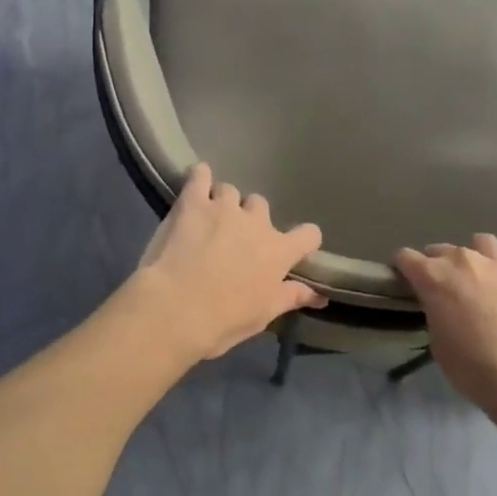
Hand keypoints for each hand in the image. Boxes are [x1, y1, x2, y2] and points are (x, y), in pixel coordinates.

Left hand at [131, 164, 325, 360]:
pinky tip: (196, 182)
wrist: (175, 309)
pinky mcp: (192, 202)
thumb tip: (321, 297)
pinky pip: (200, 175)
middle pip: (261, 205)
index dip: (302, 240)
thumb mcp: (263, 315)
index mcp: (278, 251)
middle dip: (251, 218)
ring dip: (223, 202)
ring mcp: (224, 208)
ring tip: (209, 219)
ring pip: (230, 191)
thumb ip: (291, 297)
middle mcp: (256, 223)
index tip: (292, 248)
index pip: (308, 234)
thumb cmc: (223, 319)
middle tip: (234, 239)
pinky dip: (200, 176)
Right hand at [394, 228, 496, 410]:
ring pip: (481, 241)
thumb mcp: (438, 344)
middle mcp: (463, 260)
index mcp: (433, 278)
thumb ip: (436, 313)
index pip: (406, 257)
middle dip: (437, 263)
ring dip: (475, 253)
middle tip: (444, 285)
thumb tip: (442, 305)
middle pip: (441, 249)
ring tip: (479, 270)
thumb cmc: (473, 368)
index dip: (402, 267)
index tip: (404, 278)